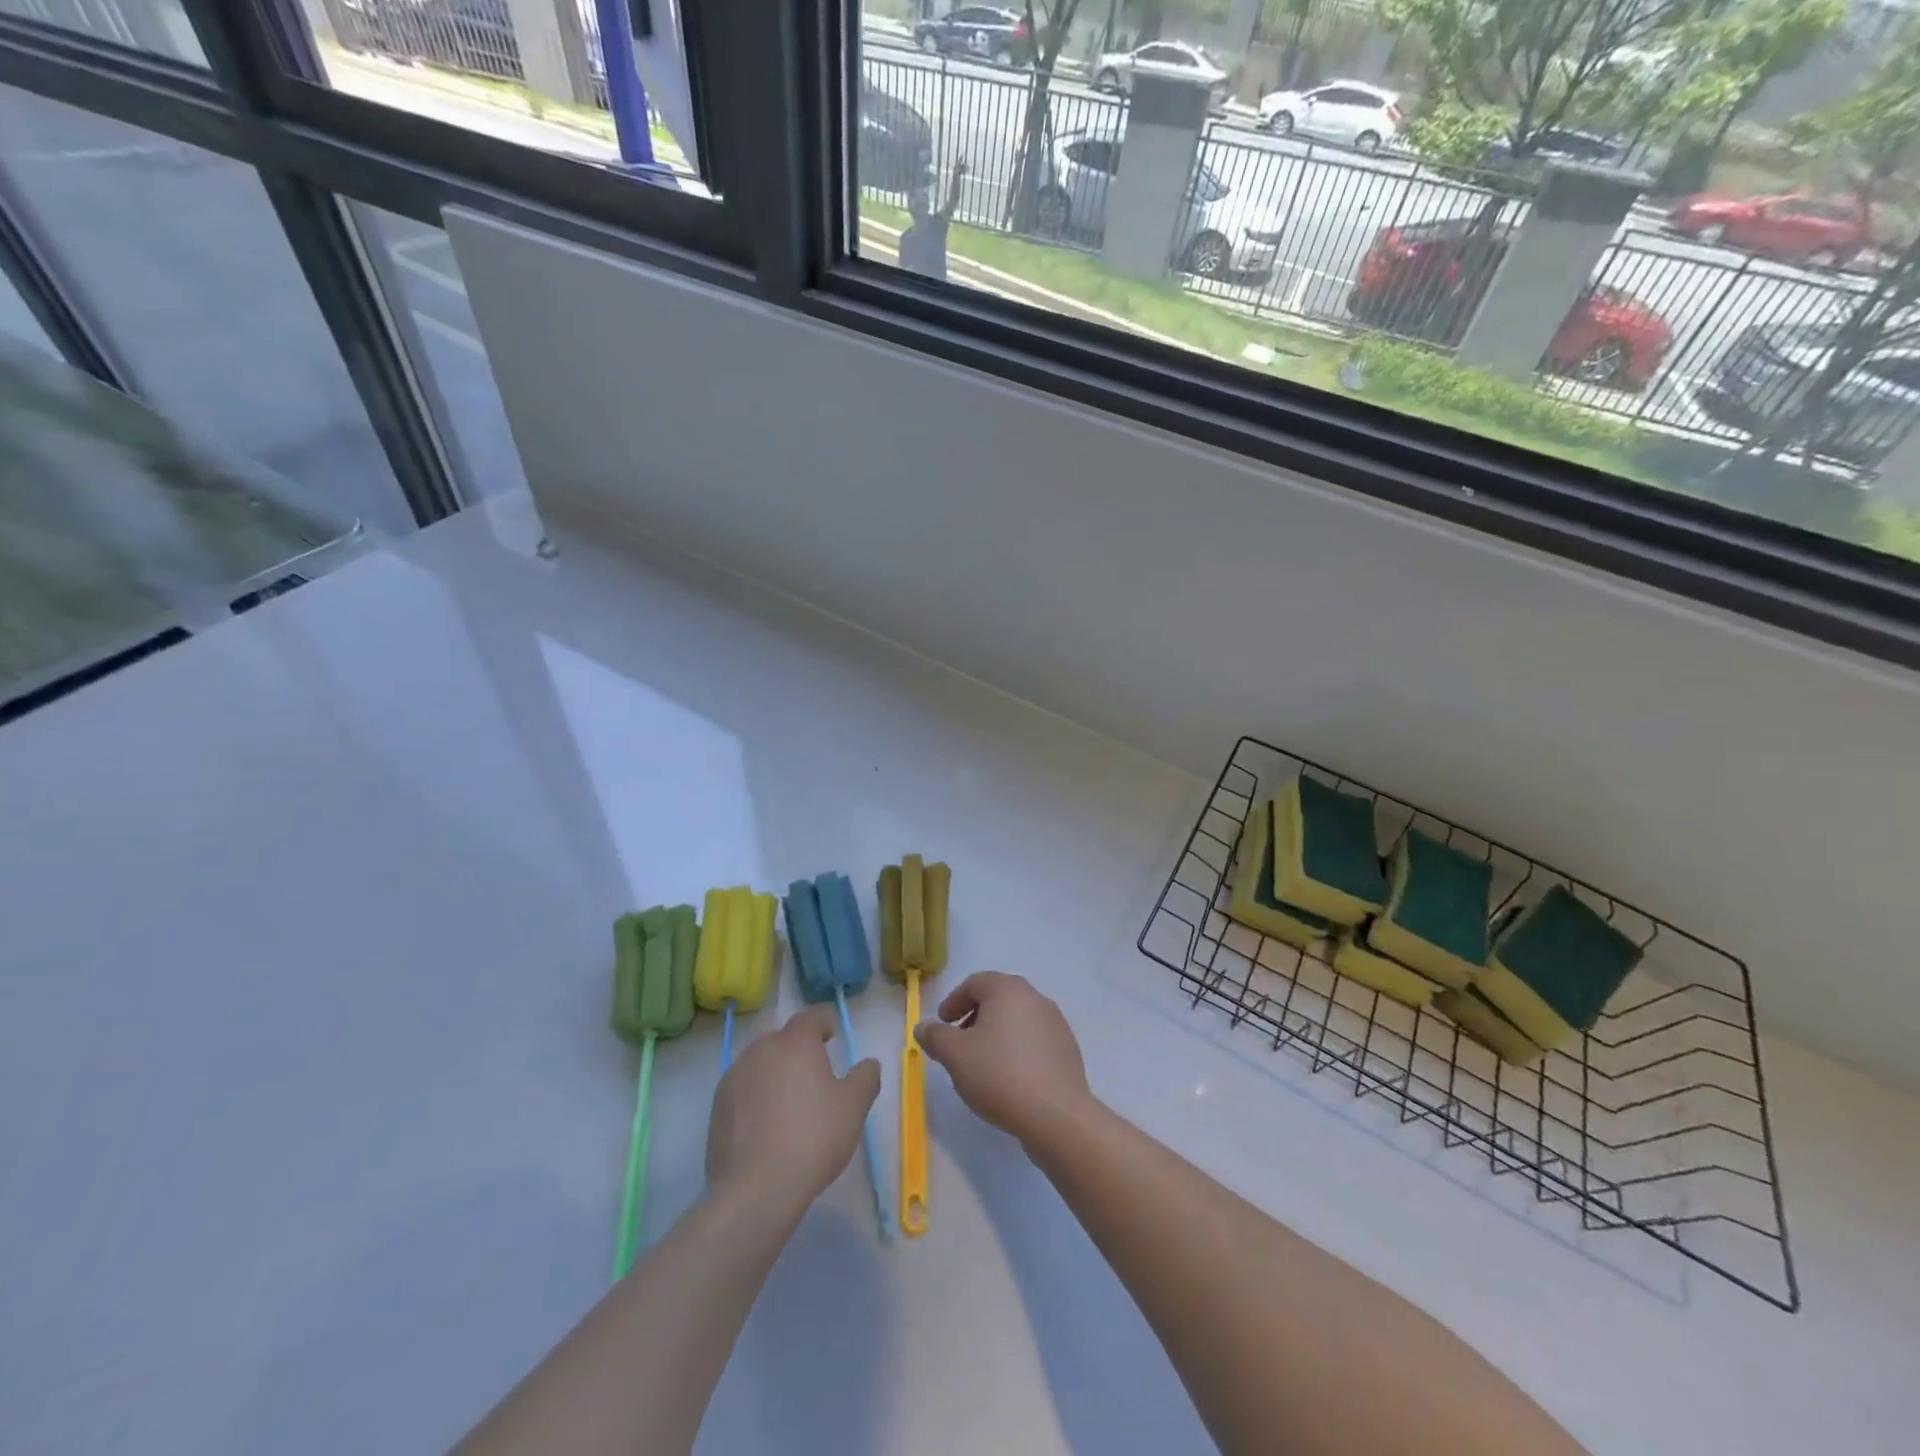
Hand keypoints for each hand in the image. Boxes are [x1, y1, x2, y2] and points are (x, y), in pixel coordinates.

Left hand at [706, 1006, 879, 1217]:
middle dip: (798, 1049)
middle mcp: (761, 1050)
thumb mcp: (854, 1107)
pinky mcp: (717, 1107)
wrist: (755, 1189)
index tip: (833, 1036)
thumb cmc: (813, 1137)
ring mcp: (734, 1078)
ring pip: (759, 1063)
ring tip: (789, 1102)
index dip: (825, 1022)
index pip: (811, 1016)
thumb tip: (868, 1064)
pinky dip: (755, 1097)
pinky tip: (766, 1125)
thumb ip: (865, 1077)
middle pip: (782, 1038)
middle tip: (814, 1074)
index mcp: (795, 1042)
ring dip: (774, 1072)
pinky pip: (743, 1089)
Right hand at [917, 972, 1091, 1148]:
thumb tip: (923, 1026)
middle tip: (959, 1043)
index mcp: (1008, 989)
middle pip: (998, 999)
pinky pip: (1034, 1041)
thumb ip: (936, 1036)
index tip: (942, 1024)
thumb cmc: (999, 1074)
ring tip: (982, 1064)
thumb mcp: (955, 1055)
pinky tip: (1008, 1078)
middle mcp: (1035, 998)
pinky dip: (1016, 1050)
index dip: (953, 1001)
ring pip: (1017, 1020)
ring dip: (996, 1035)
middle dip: (974, 1017)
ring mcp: (1056, 1023)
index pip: (975, 983)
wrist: (1056, 1114)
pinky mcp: (1067, 1050)